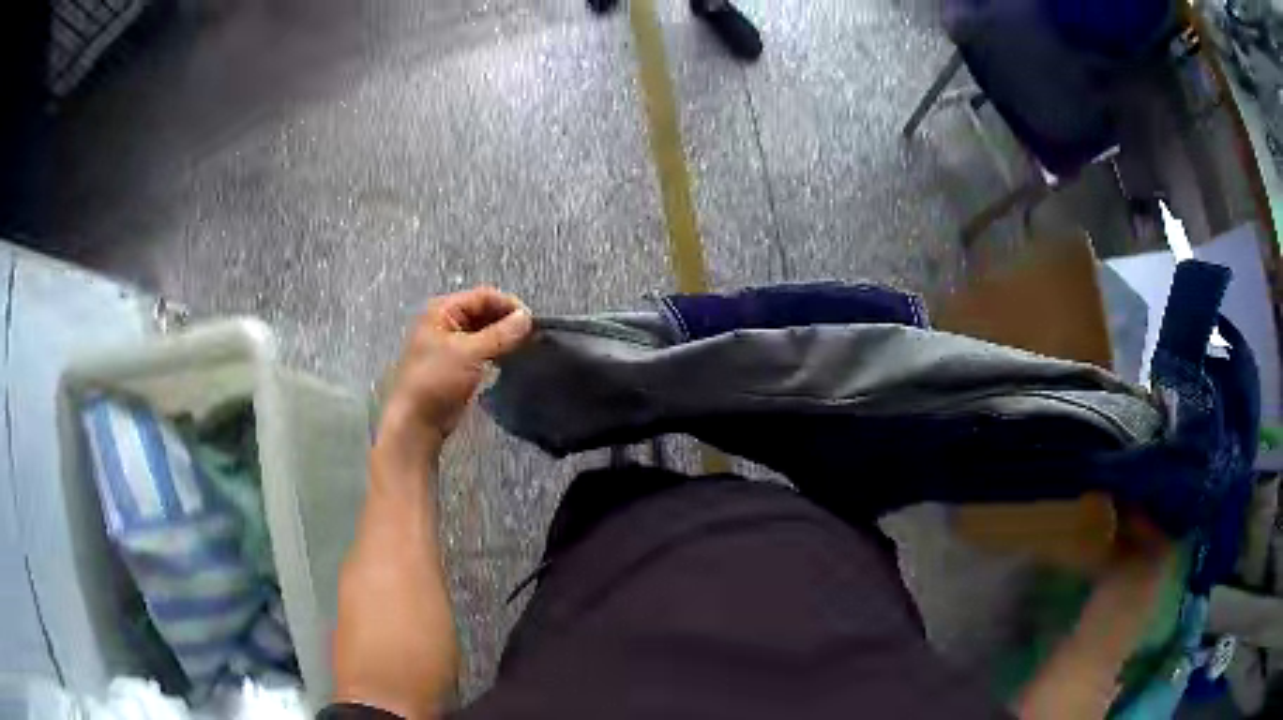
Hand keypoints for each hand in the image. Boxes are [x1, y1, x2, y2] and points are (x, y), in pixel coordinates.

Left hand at [381, 287, 532, 447]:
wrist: (417, 421)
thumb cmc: (436, 380)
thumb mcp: (469, 353)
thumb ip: (500, 334)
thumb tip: (528, 318)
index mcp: (442, 310)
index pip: (484, 296)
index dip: (508, 306)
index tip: (532, 323)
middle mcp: (445, 321)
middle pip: (484, 311)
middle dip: (507, 321)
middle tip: (532, 337)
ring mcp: (450, 343)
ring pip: (484, 331)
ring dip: (503, 337)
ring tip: (526, 347)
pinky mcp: (457, 364)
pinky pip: (482, 350)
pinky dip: (496, 351)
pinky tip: (511, 359)